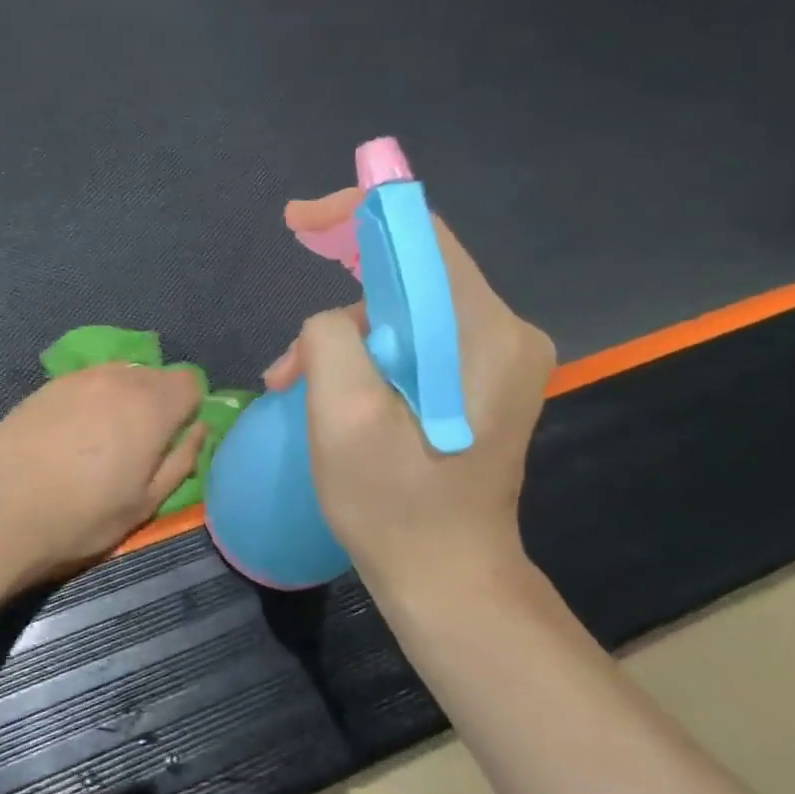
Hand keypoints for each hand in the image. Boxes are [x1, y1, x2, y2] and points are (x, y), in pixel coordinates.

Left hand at [0, 363, 205, 581]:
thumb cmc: (82, 517)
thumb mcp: (145, 503)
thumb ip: (181, 460)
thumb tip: (199, 429)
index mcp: (152, 406)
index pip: (190, 382)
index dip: (188, 408)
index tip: (173, 439)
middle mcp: (119, 379)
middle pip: (154, 375)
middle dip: (157, 402)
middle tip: (138, 445)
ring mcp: (78, 378)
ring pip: (118, 376)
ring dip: (122, 399)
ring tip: (103, 440)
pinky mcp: (45, 387)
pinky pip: (85, 384)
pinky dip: (89, 401)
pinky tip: (70, 435)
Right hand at [265, 190, 555, 592]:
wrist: (448, 580)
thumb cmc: (394, 506)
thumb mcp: (343, 418)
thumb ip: (331, 339)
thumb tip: (333, 320)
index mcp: (484, 333)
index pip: (421, 236)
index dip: (356, 214)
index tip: (299, 221)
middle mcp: (504, 333)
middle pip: (411, 272)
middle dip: (339, 288)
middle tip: (290, 313)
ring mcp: (496, 359)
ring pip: (405, 311)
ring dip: (344, 336)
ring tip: (293, 383)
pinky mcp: (479, 383)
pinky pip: (414, 341)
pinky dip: (366, 356)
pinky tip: (329, 392)